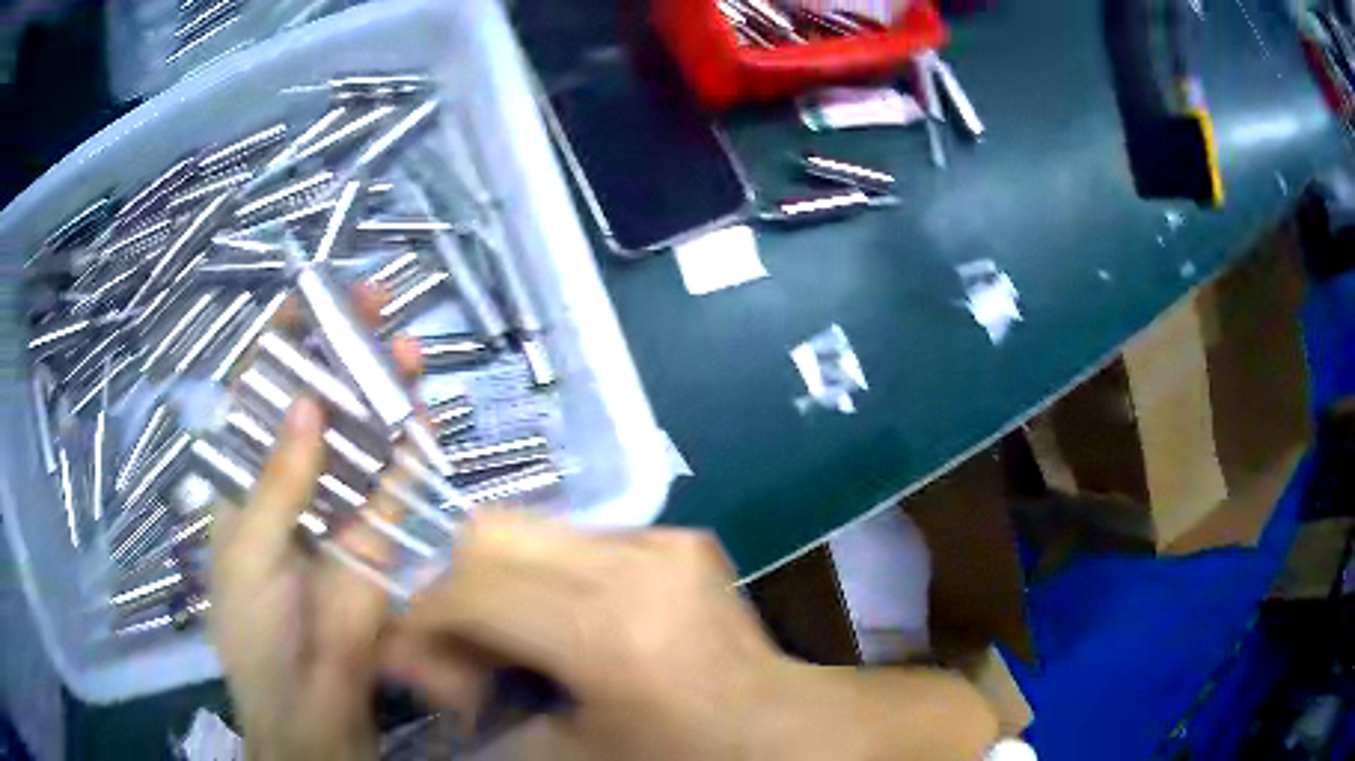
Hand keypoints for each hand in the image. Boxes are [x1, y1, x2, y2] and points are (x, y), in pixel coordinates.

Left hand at [208, 285, 421, 760]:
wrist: (311, 701)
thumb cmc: (254, 628)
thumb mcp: (248, 552)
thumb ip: (277, 483)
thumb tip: (308, 405)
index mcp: (244, 478)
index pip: (259, 394)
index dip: (281, 343)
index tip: (309, 299)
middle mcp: (291, 479)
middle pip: (316, 400)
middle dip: (339, 351)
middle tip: (372, 303)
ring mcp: (338, 504)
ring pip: (360, 432)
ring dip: (380, 389)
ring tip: (405, 345)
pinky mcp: (379, 533)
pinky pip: (396, 481)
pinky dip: (409, 445)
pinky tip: (422, 407)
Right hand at [383, 514, 784, 759]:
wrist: (771, 725)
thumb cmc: (672, 756)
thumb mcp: (559, 752)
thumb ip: (468, 701)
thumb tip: (400, 651)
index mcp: (606, 630)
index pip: (470, 589)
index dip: (426, 620)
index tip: (425, 660)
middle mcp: (633, 564)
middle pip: (490, 533)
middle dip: (460, 589)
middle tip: (474, 649)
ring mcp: (660, 539)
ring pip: (529, 528)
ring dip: (505, 582)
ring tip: (526, 639)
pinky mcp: (676, 534)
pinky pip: (577, 538)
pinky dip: (552, 577)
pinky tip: (577, 625)